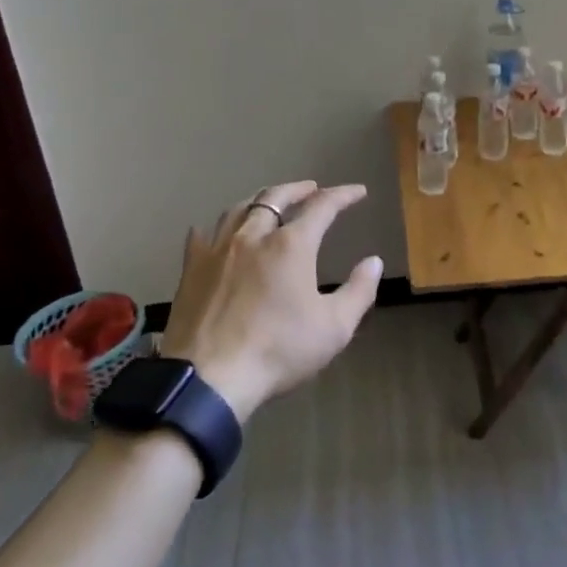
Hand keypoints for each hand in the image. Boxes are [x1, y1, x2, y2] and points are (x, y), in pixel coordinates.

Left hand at [159, 181, 383, 423]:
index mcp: (291, 245)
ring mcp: (217, 249)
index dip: (343, 195)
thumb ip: (359, 291)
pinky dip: (218, 227)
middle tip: (312, 188)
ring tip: (270, 202)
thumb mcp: (334, 328)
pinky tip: (218, 232)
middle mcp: (253, 235)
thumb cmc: (279, 351)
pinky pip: (203, 234)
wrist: (209, 378)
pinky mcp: (192, 269)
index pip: (322, 206)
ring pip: (239, 209)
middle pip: (276, 197)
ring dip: (260, 200)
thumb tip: (374, 261)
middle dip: (298, 189)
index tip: (358, 191)